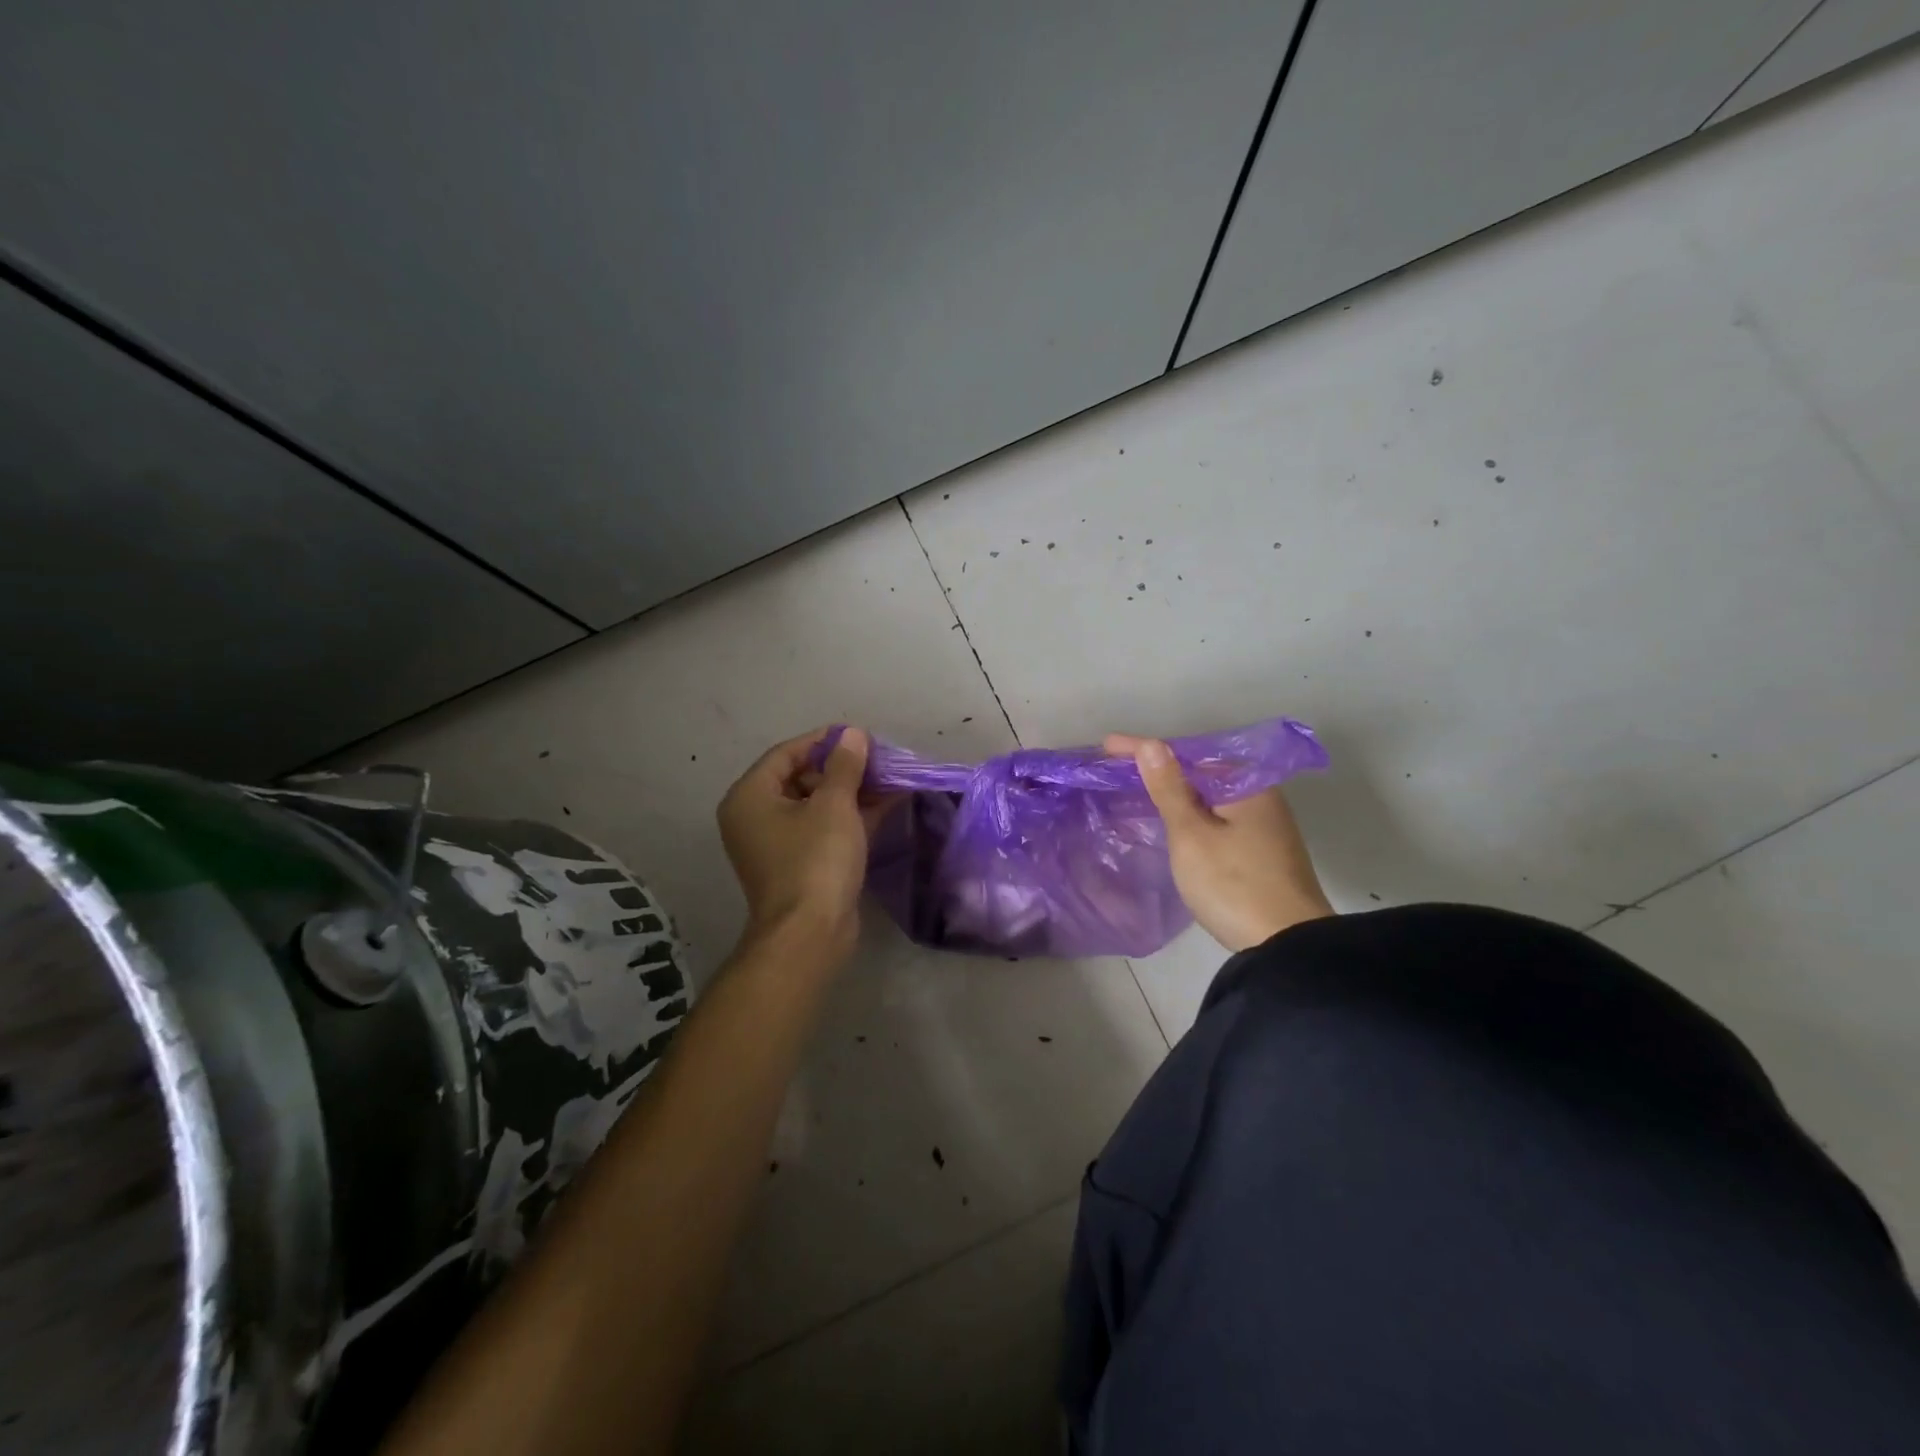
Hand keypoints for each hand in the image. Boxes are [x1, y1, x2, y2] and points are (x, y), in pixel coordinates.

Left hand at [717, 726, 883, 962]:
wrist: (811, 934)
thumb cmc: (816, 860)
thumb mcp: (834, 804)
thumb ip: (844, 765)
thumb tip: (852, 735)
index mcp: (750, 797)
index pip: (786, 753)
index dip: (824, 741)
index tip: (859, 737)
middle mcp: (756, 817)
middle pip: (800, 778)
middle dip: (842, 768)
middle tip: (878, 760)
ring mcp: (777, 844)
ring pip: (816, 805)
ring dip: (851, 792)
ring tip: (889, 779)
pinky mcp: (799, 865)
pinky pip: (824, 829)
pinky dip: (851, 817)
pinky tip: (887, 805)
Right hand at [1106, 734, 1334, 952]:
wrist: (1288, 946)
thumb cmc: (1233, 884)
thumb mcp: (1191, 835)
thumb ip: (1170, 789)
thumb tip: (1153, 745)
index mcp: (1246, 786)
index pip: (1187, 756)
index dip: (1144, 750)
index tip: (1107, 746)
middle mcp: (1261, 797)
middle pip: (1201, 772)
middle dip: (1160, 768)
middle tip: (1119, 768)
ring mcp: (1265, 826)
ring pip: (1210, 796)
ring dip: (1176, 791)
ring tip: (1138, 789)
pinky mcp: (1263, 850)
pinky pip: (1218, 816)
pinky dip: (1192, 812)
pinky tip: (1172, 818)